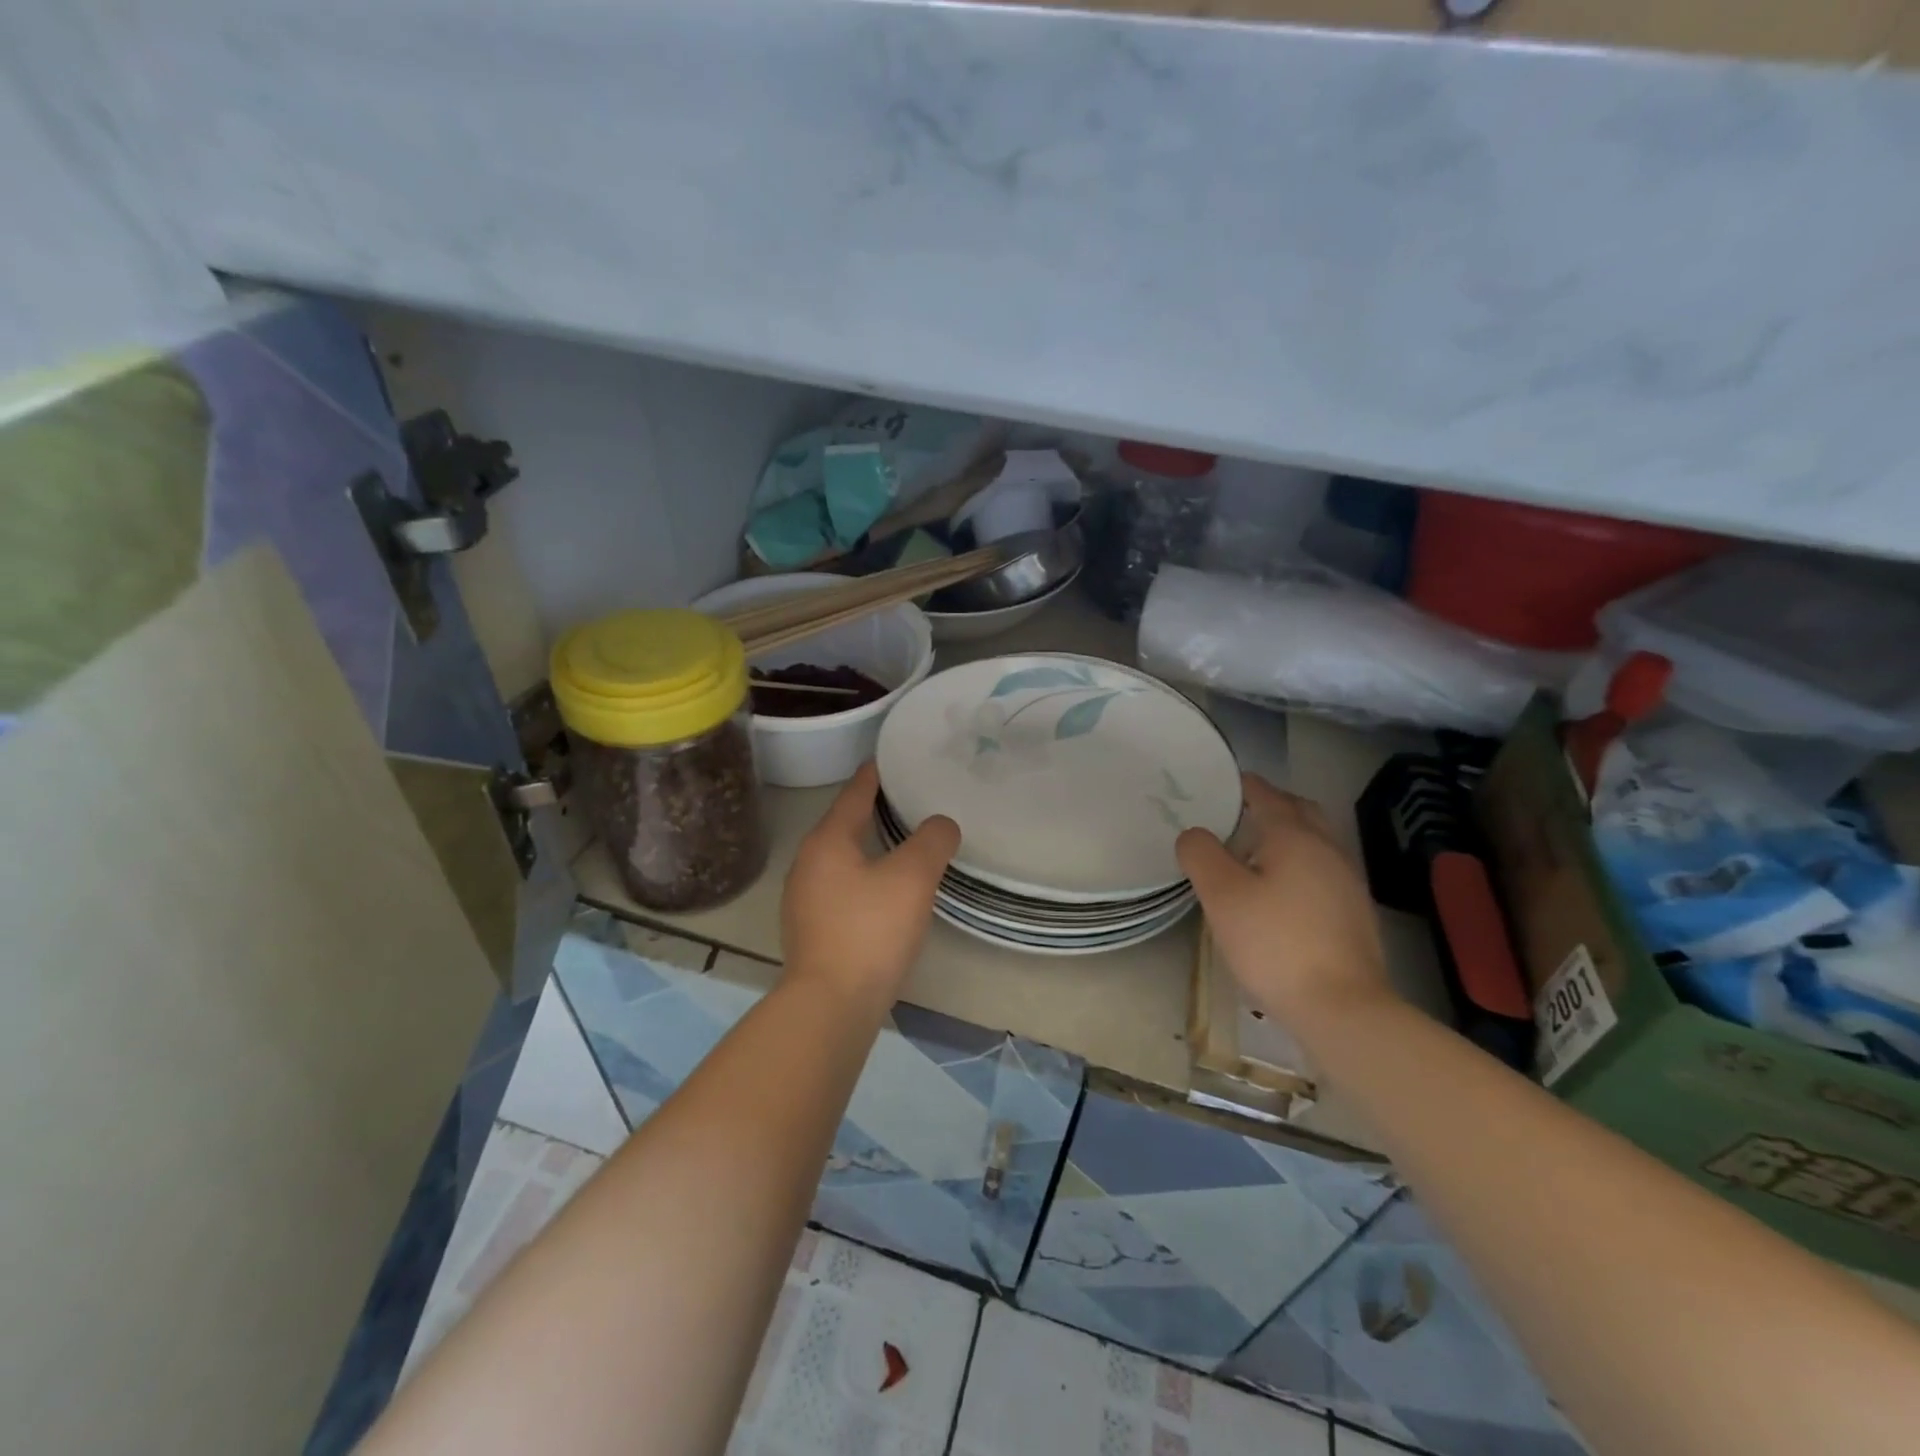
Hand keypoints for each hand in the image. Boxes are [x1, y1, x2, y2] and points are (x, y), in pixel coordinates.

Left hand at [781, 763, 959, 1005]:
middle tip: (908, 800)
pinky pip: (841, 888)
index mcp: (827, 842)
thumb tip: (941, 825)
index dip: (874, 776)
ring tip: (901, 844)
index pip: (853, 794)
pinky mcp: (812, 930)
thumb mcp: (912, 878)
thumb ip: (931, 842)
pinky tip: (884, 892)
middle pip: (843, 825)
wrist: (831, 1006)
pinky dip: (863, 878)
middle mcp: (808, 864)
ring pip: (842, 859)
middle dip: (872, 811)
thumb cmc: (870, 931)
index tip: (890, 760)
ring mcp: (804, 900)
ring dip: (868, 848)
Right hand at [1176, 773, 1393, 1029]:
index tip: (1226, 782)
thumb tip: (1195, 834)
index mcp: (1295, 838)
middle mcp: (1328, 851)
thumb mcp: (1222, 897)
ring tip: (1256, 852)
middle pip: (1302, 812)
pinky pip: (1323, 871)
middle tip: (1242, 812)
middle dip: (1274, 805)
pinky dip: (1300, 865)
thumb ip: (1202, 856)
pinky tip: (1282, 891)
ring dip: (1289, 836)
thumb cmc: (1275, 944)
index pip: (1268, 797)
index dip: (1246, 786)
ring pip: (1317, 843)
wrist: (1343, 1008)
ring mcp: (1348, 883)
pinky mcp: (1355, 915)